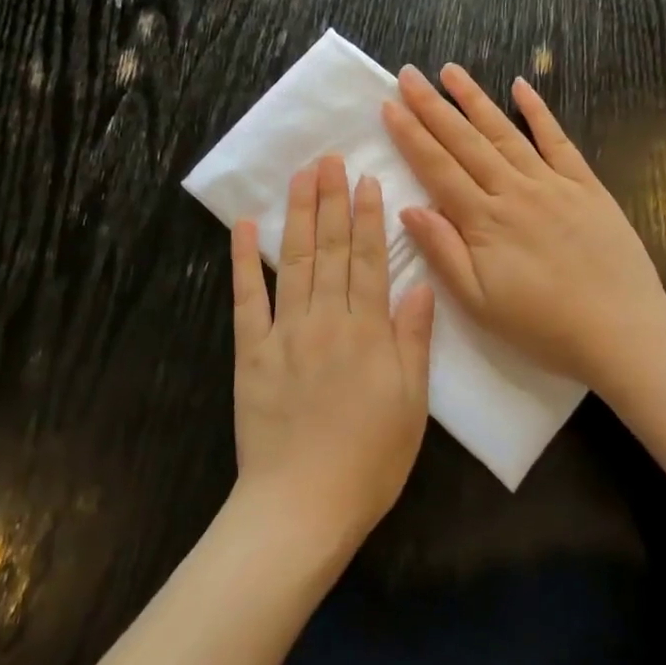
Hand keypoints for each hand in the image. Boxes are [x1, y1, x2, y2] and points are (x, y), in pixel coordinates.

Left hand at [231, 156, 434, 553]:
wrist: (301, 505)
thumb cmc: (369, 460)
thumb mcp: (412, 404)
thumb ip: (414, 341)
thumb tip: (421, 287)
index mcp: (368, 331)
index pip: (370, 259)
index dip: (369, 217)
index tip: (366, 180)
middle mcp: (327, 318)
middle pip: (331, 248)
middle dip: (331, 200)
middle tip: (329, 159)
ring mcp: (284, 331)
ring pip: (295, 260)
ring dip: (299, 214)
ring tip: (301, 175)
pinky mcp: (250, 350)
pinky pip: (247, 297)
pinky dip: (244, 259)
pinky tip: (246, 226)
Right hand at [383, 65, 665, 385]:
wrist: (622, 332)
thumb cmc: (543, 325)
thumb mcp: (479, 303)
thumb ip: (443, 252)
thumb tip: (408, 209)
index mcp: (484, 221)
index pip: (438, 168)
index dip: (411, 135)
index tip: (389, 105)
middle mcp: (514, 191)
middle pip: (465, 141)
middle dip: (433, 106)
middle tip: (409, 74)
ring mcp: (552, 183)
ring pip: (505, 132)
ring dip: (475, 99)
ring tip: (451, 70)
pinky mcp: (586, 185)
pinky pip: (558, 140)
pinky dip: (539, 111)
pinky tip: (521, 85)